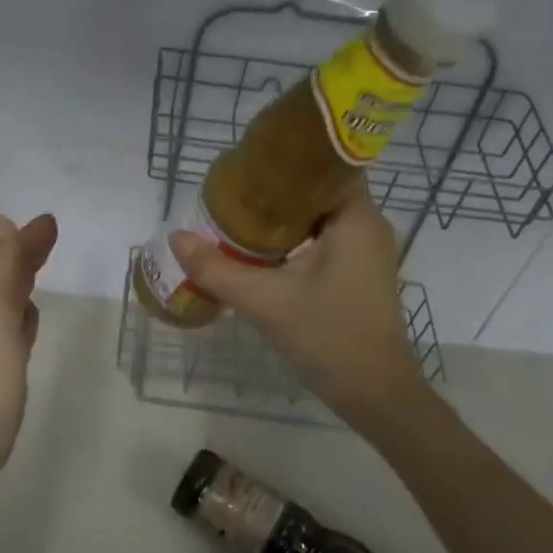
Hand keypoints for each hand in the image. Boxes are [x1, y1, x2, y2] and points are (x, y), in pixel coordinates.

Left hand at [0, 213, 58, 476]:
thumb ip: (0, 266)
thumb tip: (2, 220)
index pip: (8, 258)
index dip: (26, 239)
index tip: (50, 221)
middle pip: (10, 274)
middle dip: (27, 252)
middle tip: (52, 233)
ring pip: (15, 297)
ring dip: (27, 277)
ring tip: (43, 263)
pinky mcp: (7, 363)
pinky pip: (20, 325)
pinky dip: (28, 311)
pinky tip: (33, 315)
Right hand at [170, 184, 425, 422]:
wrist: (375, 394)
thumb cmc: (328, 337)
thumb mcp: (265, 301)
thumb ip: (217, 269)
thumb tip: (176, 237)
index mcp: (356, 219)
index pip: (328, 164)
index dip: (290, 157)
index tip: (251, 160)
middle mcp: (368, 226)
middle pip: (320, 188)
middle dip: (278, 187)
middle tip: (235, 187)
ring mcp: (366, 250)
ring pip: (321, 215)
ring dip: (285, 213)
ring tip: (241, 211)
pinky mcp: (360, 272)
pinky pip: (325, 237)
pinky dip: (295, 236)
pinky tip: (262, 246)